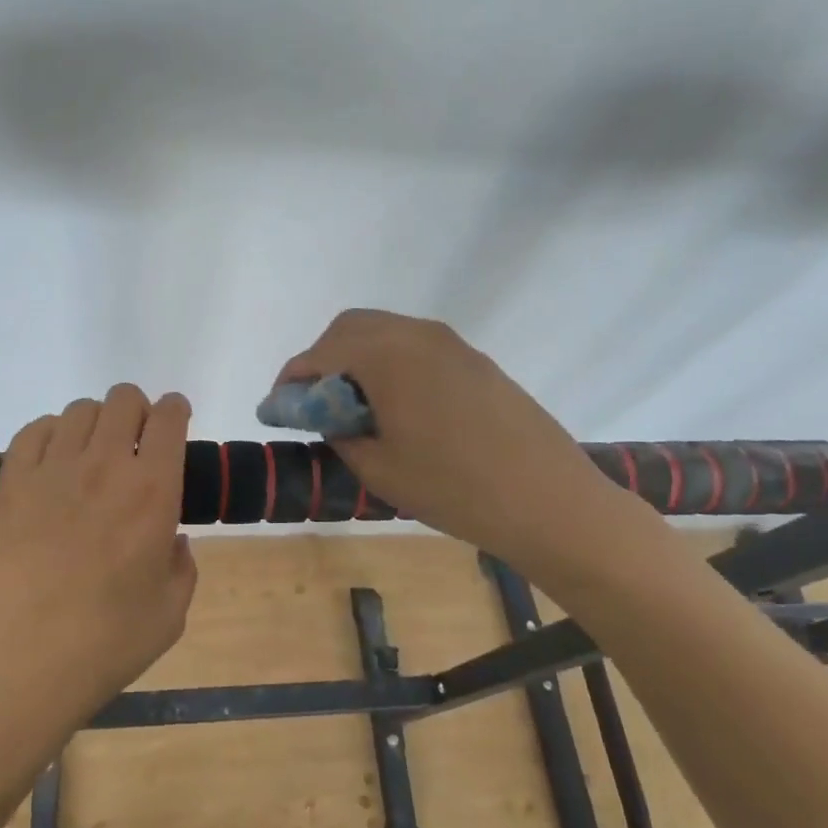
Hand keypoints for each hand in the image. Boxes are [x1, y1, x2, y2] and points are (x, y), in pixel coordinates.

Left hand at [0, 384, 196, 716]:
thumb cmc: (105, 642)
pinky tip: (52, 461)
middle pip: (124, 399)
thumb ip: (182, 567)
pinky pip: (34, 431)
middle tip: (135, 442)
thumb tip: (172, 540)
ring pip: (80, 410)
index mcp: (154, 491)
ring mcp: (53, 470)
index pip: (170, 418)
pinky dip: (51, 433)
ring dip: (96, 422)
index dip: (176, 410)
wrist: (19, 662)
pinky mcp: (11, 483)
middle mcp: (106, 465)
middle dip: (138, 410)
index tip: (175, 421)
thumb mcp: (170, 613)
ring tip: (92, 453)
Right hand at [273, 310, 632, 573]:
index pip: (320, 353)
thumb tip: (324, 414)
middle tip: (316, 403)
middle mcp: (416, 334)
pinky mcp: (475, 359)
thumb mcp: (379, 468)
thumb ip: (339, 431)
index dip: (292, 379)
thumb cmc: (454, 488)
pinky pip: (416, 346)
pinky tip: (397, 405)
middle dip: (323, 359)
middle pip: (350, 328)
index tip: (279, 407)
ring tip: (355, 406)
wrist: (549, 500)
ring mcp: (451, 343)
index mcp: (386, 355)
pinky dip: (390, 363)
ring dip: (357, 358)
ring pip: (385, 332)